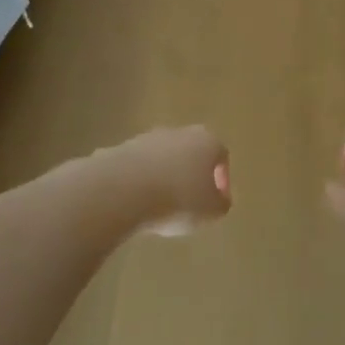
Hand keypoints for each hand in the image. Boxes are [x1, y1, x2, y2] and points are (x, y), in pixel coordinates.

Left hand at [108, 126, 231, 237]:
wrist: (122, 190)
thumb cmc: (177, 199)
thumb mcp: (210, 212)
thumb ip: (220, 204)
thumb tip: (219, 199)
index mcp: (207, 142)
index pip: (221, 156)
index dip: (222, 180)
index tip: (216, 201)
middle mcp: (180, 132)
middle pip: (192, 151)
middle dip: (192, 174)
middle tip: (190, 200)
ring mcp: (149, 138)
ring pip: (164, 157)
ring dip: (165, 176)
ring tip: (161, 203)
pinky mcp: (122, 148)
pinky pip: (139, 166)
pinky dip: (141, 180)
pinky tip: (137, 201)